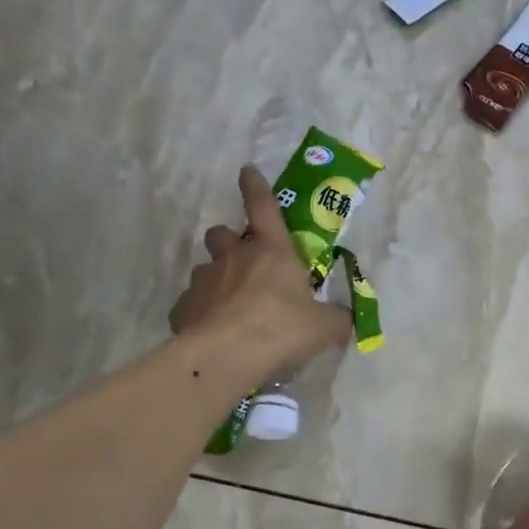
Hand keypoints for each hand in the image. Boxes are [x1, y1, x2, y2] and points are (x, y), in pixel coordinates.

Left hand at [170, 166, 350, 375]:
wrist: (226, 357)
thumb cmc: (281, 329)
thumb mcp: (324, 327)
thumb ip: (336, 319)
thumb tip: (346, 318)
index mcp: (272, 251)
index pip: (263, 208)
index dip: (256, 188)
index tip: (247, 171)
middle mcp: (233, 258)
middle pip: (221, 235)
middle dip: (229, 242)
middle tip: (243, 263)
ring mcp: (204, 281)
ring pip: (206, 270)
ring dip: (217, 281)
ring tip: (230, 308)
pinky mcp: (183, 309)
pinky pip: (193, 305)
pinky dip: (202, 314)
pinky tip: (214, 334)